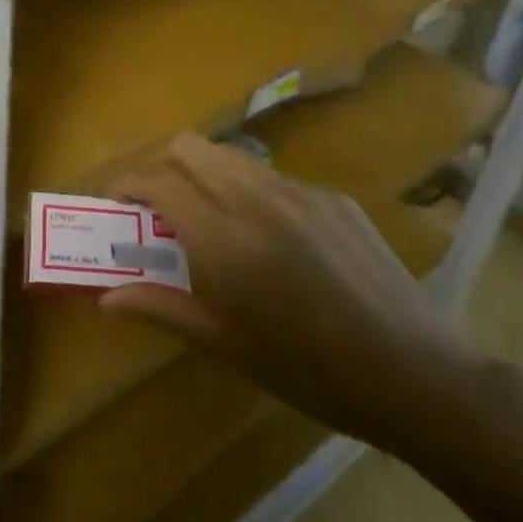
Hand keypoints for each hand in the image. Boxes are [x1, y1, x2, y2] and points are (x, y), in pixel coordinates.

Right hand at [101, 134, 485, 461]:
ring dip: (204, 173)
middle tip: (156, 204)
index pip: (160, 181)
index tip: (118, 201)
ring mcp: (302, 193)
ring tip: (205, 217)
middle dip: (161, 164)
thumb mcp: (226, 344)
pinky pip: (274, 179)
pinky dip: (249, 192)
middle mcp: (259, 200)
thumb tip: (107, 298)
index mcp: (227, 241)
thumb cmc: (309, 372)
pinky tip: (267, 238)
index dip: (129, 183)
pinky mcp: (335, 198)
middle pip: (191, 147)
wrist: (415, 374)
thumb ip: (161, 308)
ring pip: (232, 156)